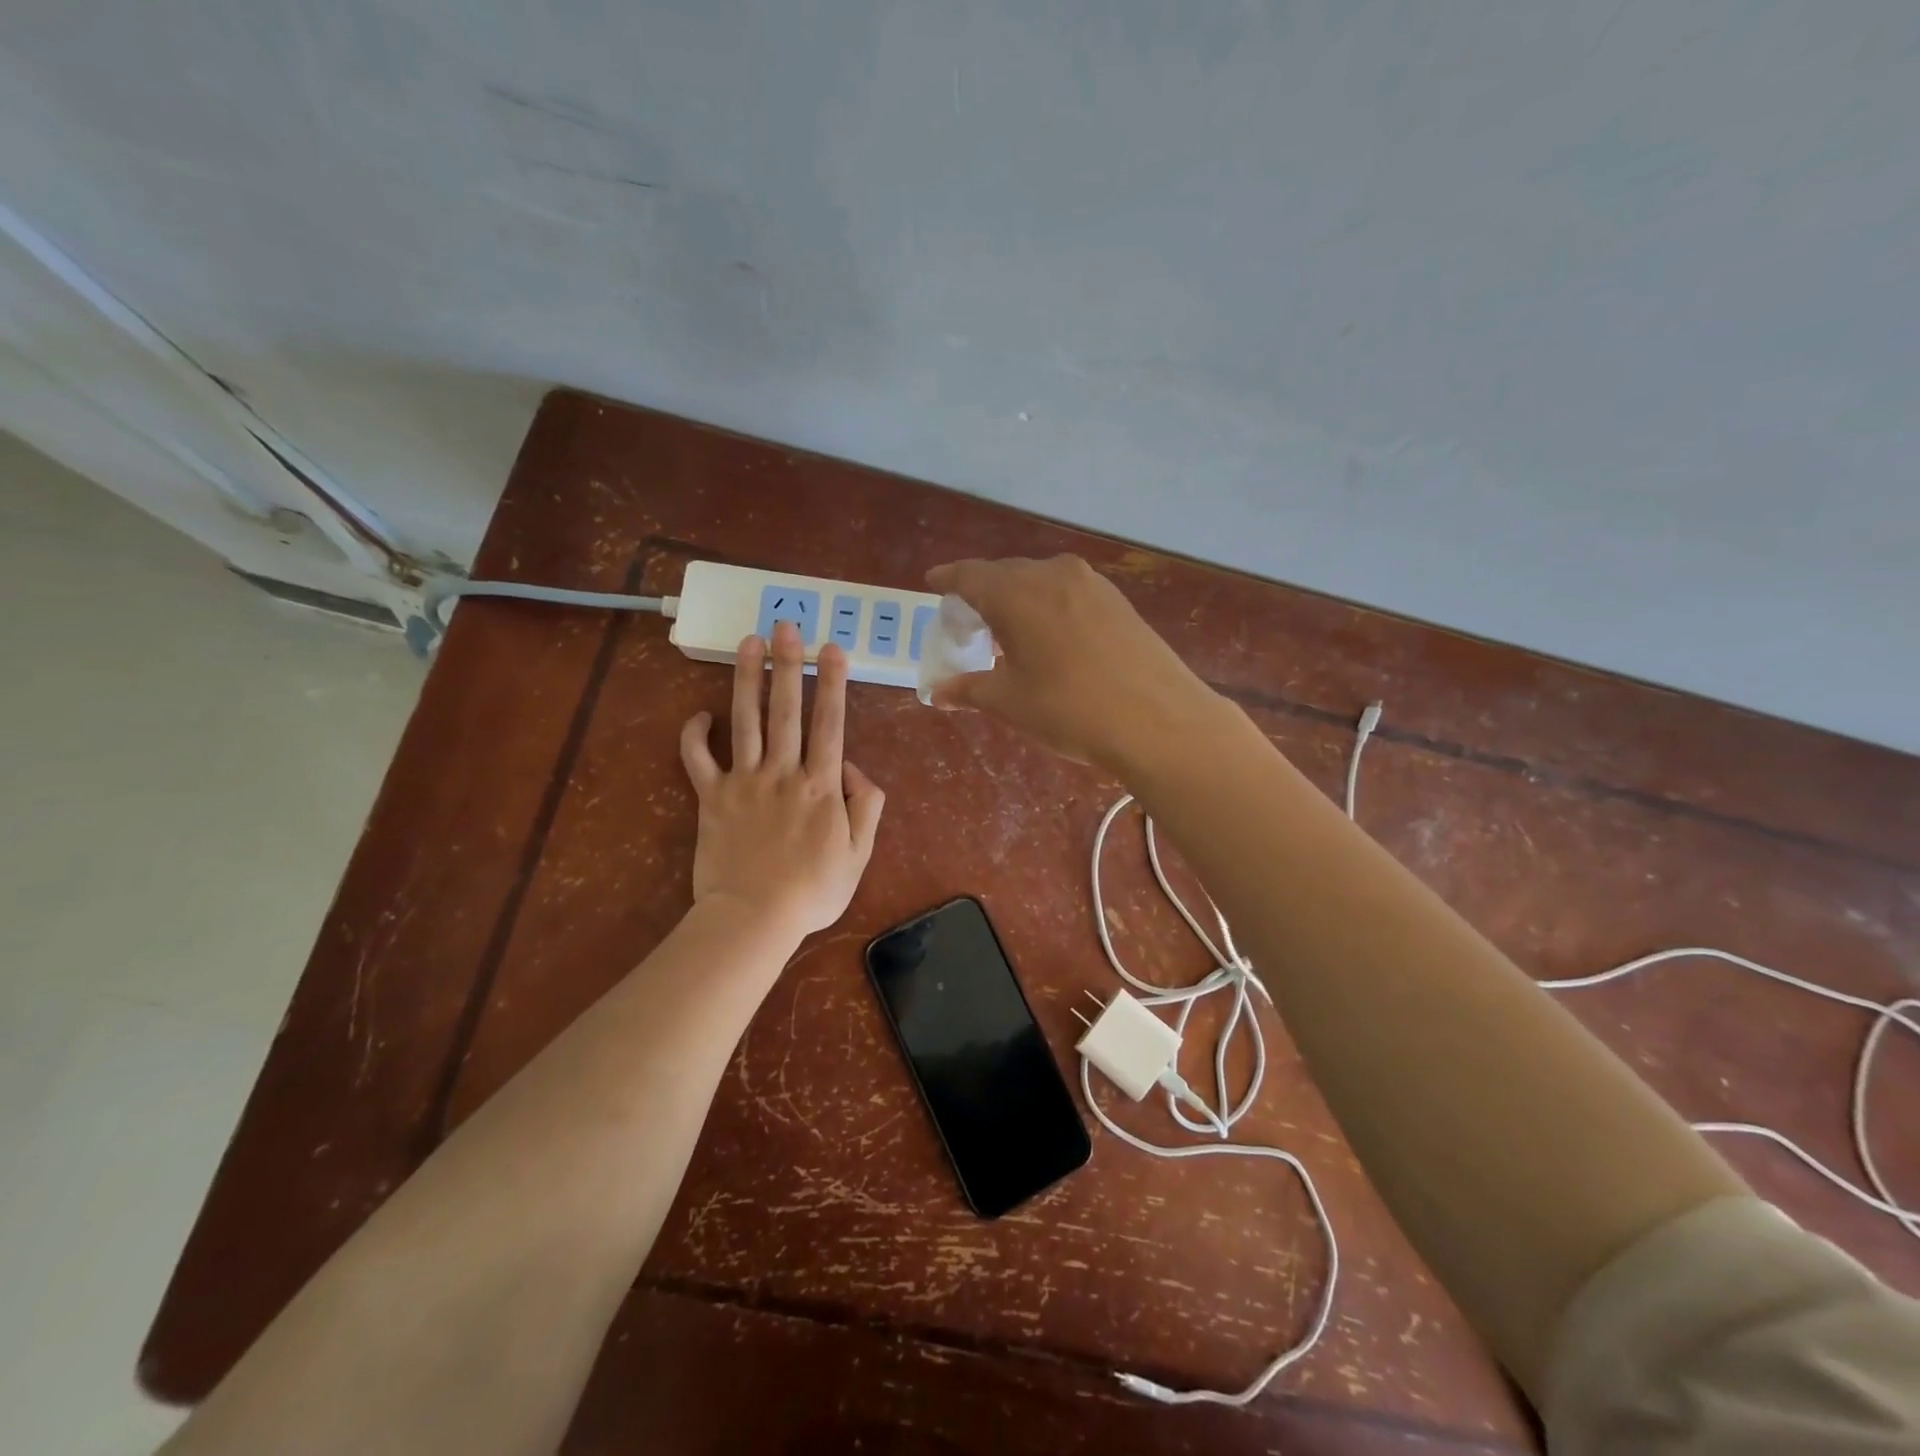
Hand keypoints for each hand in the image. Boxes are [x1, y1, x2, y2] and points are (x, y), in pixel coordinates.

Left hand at [679, 621, 884, 940]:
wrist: (754, 918)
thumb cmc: (813, 890)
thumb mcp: (859, 853)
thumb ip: (866, 805)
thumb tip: (853, 767)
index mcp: (821, 784)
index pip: (830, 723)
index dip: (833, 683)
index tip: (832, 648)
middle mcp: (783, 771)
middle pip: (787, 709)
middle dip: (788, 664)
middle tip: (786, 625)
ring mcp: (744, 781)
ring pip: (746, 720)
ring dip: (747, 678)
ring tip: (748, 642)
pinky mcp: (712, 796)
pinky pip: (699, 759)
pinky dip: (695, 735)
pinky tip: (699, 715)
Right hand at [925, 554, 1218, 770]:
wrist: (1159, 721)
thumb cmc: (1070, 710)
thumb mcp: (1010, 702)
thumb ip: (968, 688)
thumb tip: (937, 690)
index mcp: (1017, 592)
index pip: (970, 575)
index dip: (948, 580)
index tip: (933, 584)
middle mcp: (1052, 574)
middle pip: (1004, 574)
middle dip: (981, 593)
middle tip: (968, 622)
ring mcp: (1091, 584)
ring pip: (1039, 581)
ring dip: (1017, 599)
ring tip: (1007, 631)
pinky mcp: (1117, 601)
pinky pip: (1067, 592)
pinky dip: (1047, 605)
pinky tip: (1050, 636)